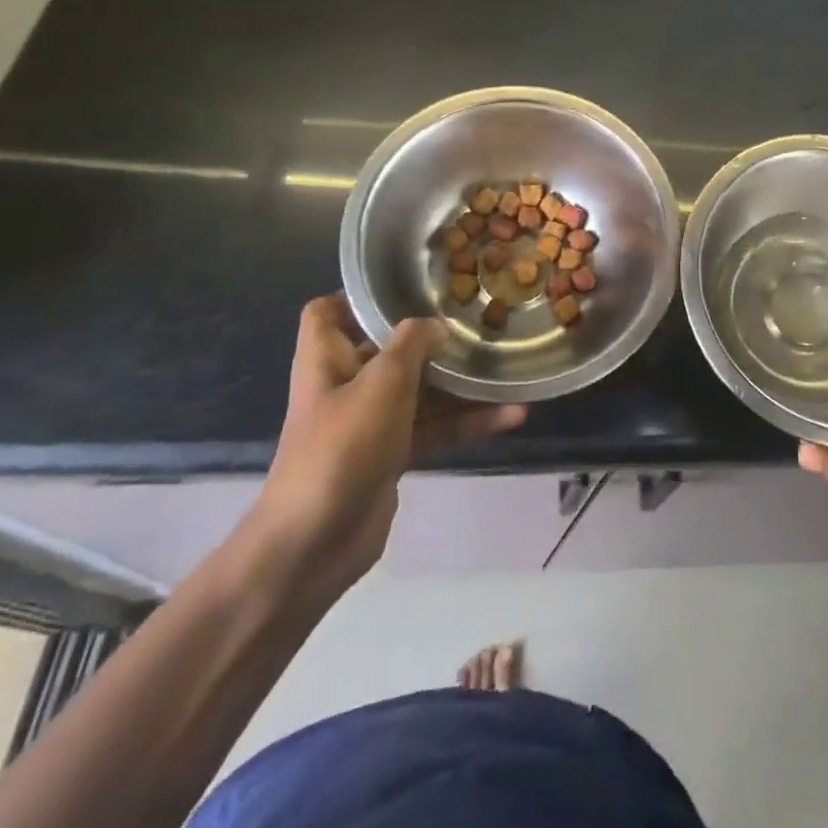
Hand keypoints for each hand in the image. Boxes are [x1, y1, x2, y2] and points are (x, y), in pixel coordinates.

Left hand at [247, 294, 524, 599]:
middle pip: (387, 348)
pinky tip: (513, 415)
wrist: (315, 544)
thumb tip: (434, 325)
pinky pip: (435, 428)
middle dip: (430, 335)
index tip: (406, 284)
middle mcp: (347, 385)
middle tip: (476, 316)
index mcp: (327, 359)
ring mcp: (371, 422)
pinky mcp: (393, 455)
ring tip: (506, 365)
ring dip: (460, 383)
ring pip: (421, 389)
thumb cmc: (341, 447)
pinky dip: (468, 422)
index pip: (327, 312)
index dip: (357, 295)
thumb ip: (411, 344)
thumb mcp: (381, 382)